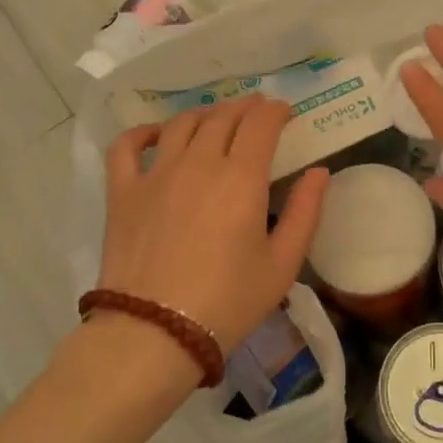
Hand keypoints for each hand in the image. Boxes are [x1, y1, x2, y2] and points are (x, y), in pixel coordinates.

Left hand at [98, 97, 328, 360]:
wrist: (154, 334)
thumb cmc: (228, 302)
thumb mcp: (283, 265)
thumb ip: (305, 212)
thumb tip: (318, 172)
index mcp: (241, 177)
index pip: (261, 123)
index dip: (276, 111)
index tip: (285, 113)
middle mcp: (199, 162)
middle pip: (223, 116)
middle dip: (245, 107)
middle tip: (257, 112)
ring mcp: (156, 174)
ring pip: (182, 123)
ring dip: (205, 114)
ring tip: (217, 119)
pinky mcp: (123, 192)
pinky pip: (127, 146)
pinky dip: (143, 132)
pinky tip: (157, 135)